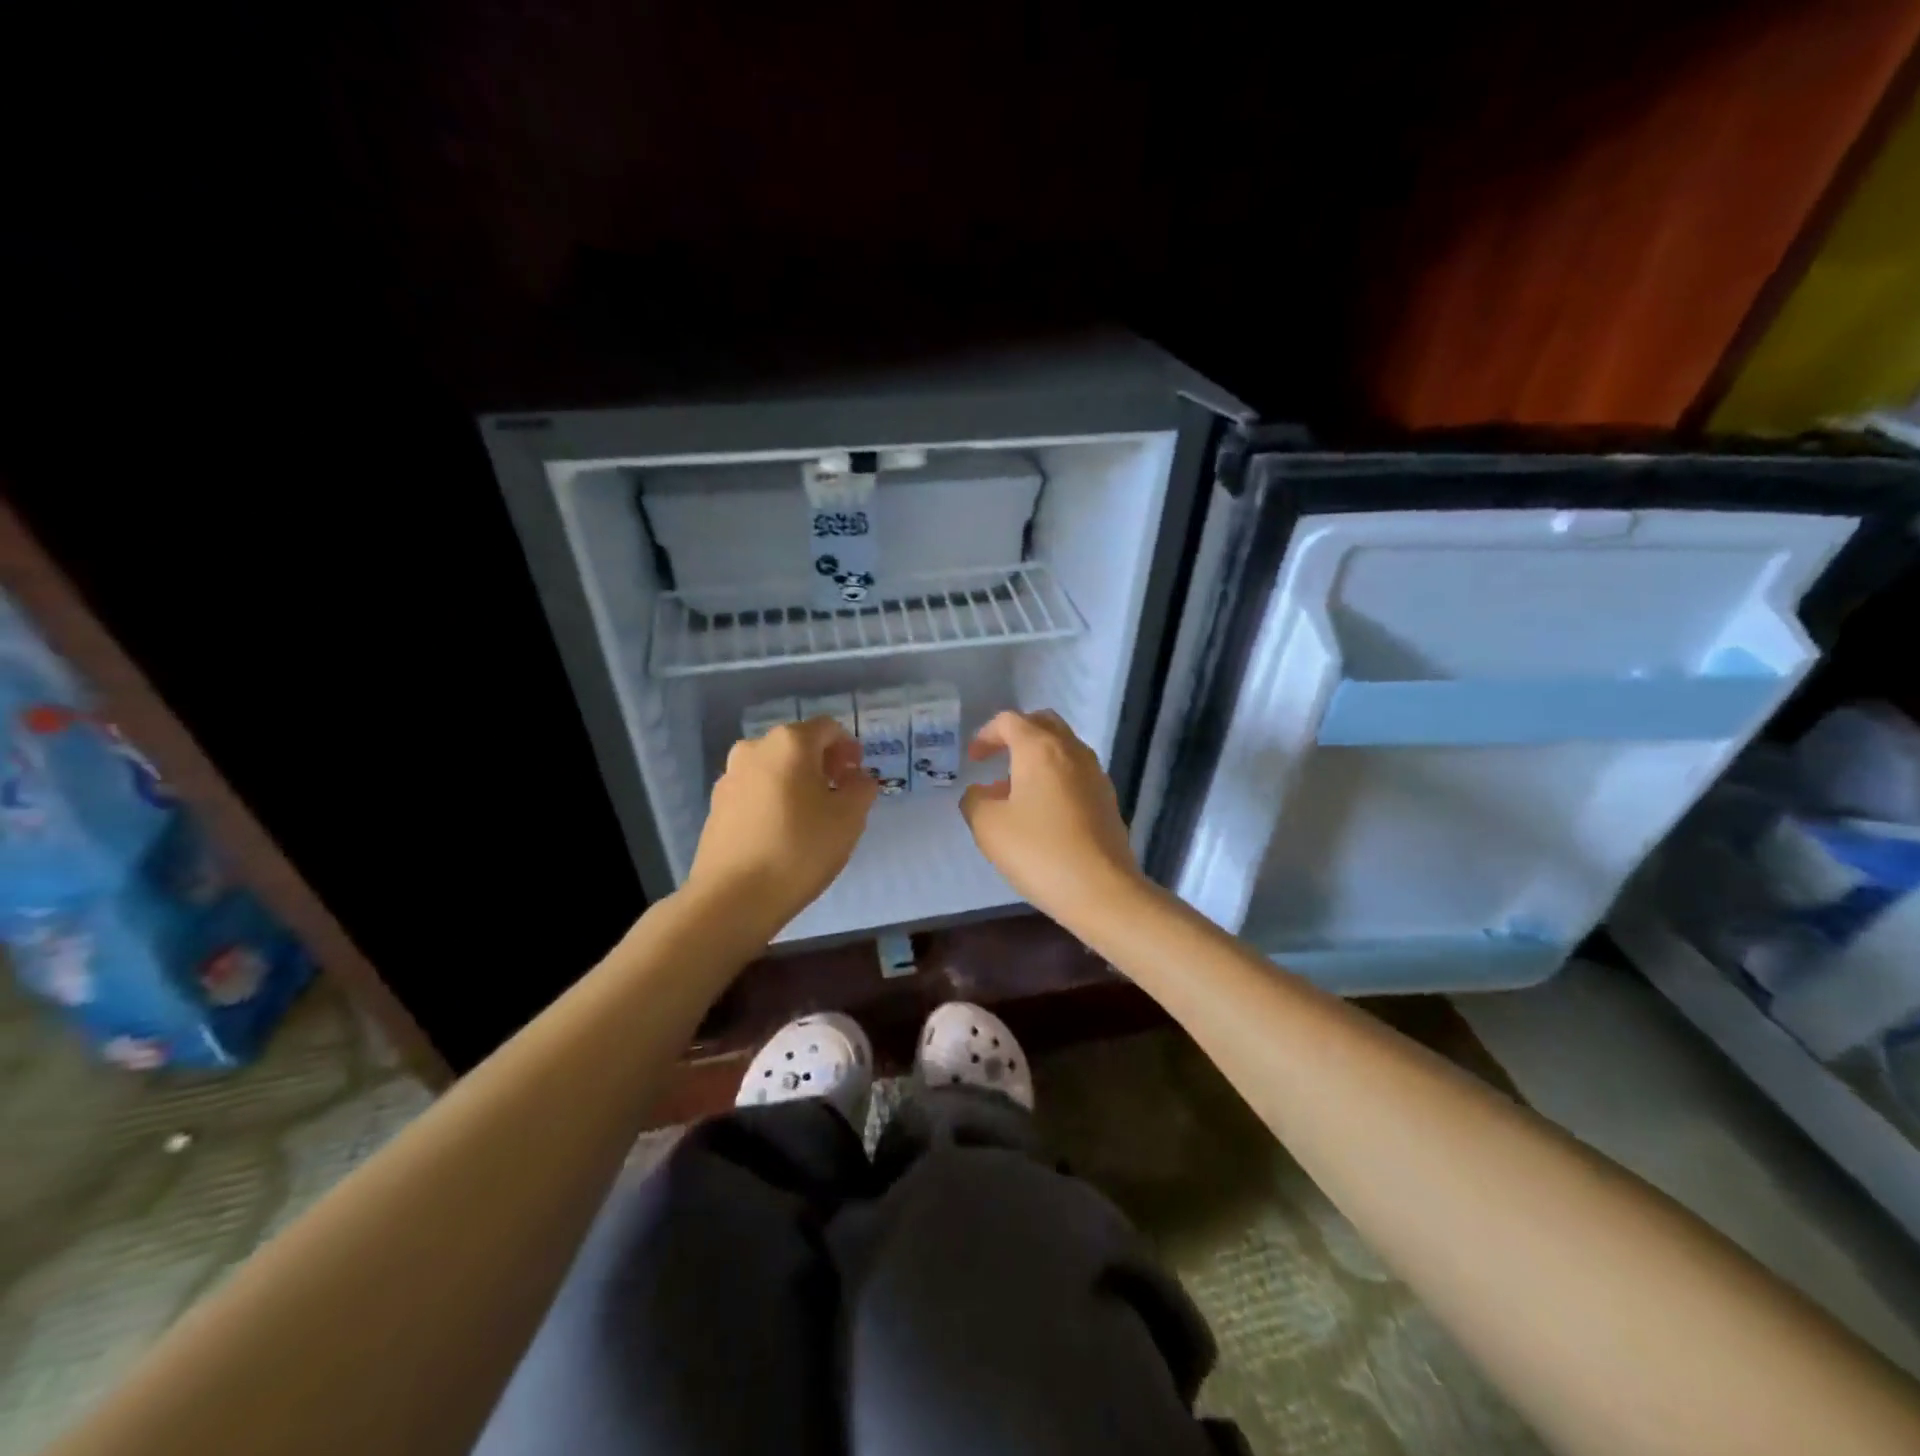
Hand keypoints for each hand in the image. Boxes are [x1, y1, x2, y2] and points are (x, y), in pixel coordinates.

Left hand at [686, 718, 879, 936]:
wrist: (733, 897)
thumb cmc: (800, 849)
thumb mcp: (849, 818)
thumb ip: (861, 788)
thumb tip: (858, 777)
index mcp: (789, 743)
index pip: (827, 728)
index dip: (848, 747)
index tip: (858, 774)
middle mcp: (755, 749)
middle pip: (798, 745)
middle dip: (823, 763)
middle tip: (840, 793)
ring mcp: (730, 777)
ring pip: (774, 768)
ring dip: (797, 781)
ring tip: (812, 815)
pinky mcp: (717, 806)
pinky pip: (755, 791)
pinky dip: (775, 799)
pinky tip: (784, 831)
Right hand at [958, 709, 1146, 926]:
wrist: (1101, 889)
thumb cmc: (1039, 851)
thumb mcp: (988, 826)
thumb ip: (975, 801)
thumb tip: (981, 793)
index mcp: (1040, 748)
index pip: (1010, 721)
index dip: (986, 734)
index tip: (973, 759)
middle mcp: (1072, 751)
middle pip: (1043, 724)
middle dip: (1017, 735)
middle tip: (998, 758)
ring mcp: (1095, 774)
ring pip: (1063, 748)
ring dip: (1037, 758)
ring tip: (1015, 790)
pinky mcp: (1107, 799)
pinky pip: (1075, 773)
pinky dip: (1055, 777)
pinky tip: (1042, 811)